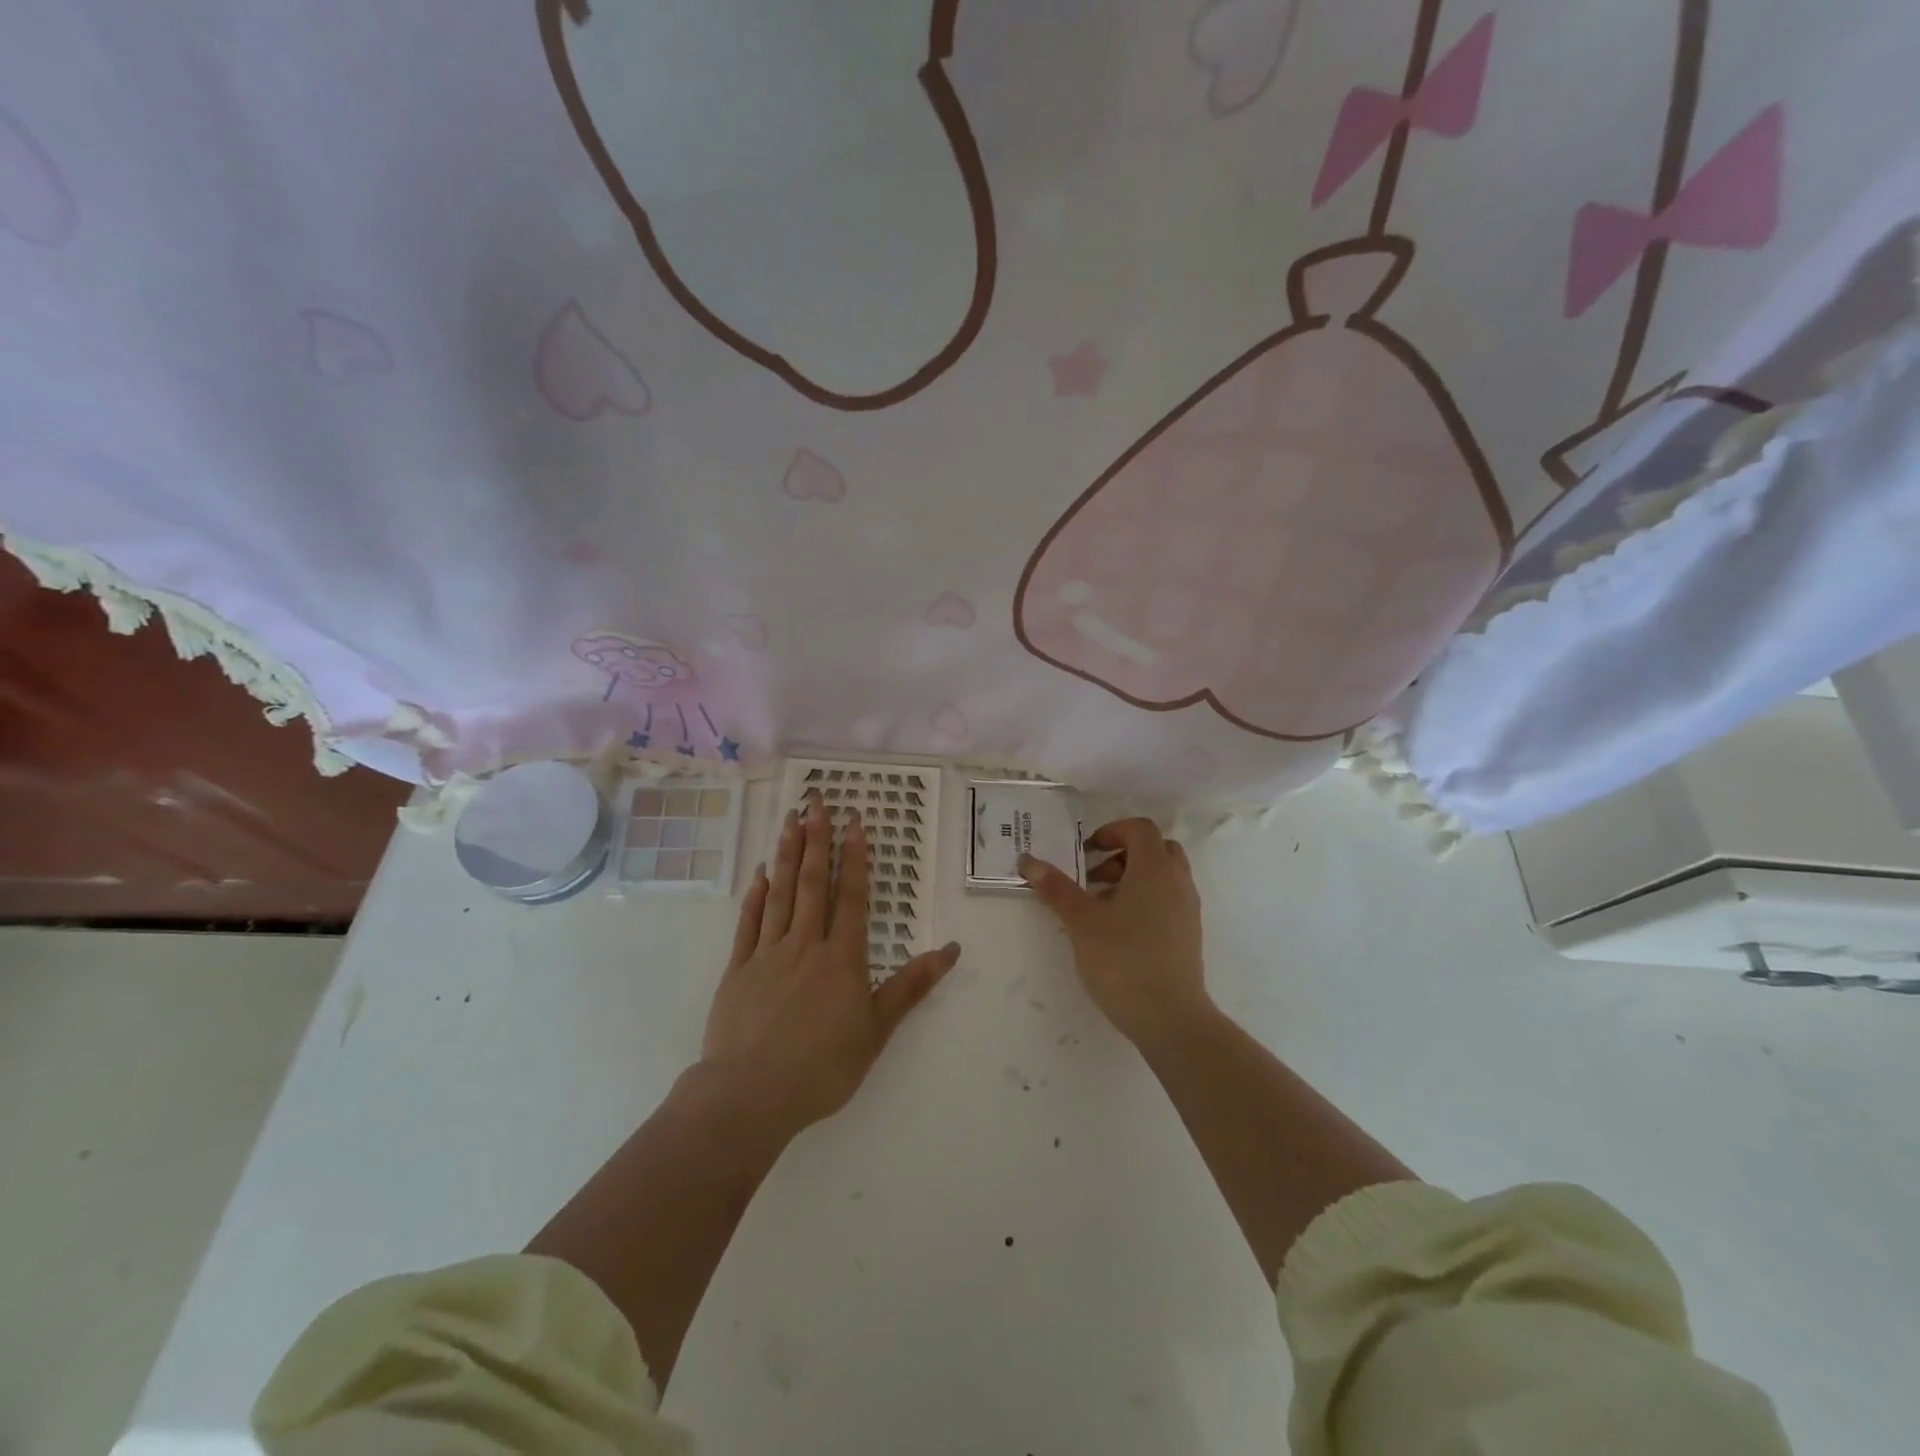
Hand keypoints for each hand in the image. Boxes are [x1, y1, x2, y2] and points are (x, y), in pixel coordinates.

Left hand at [699, 796, 959, 1143]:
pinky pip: (749, 923)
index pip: (851, 896)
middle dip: (817, 840)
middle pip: (813, 883)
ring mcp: (768, 953)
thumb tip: (952, 950)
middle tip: (817, 803)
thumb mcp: (876, 1030)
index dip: (855, 858)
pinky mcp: (738, 969)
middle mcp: (806, 944)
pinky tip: (760, 873)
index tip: (854, 823)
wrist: (750, 1095)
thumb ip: (911, 986)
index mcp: (842, 958)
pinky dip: (755, 895)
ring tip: (790, 820)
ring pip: (780, 893)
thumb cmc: (822, 1067)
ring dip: (786, 854)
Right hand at [1021, 818, 1212, 1049]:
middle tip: (1095, 878)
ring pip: (1163, 876)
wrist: (1169, 1017)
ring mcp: (1188, 909)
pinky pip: (1168, 900)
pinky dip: (1146, 900)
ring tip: (1102, 907)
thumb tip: (1028, 860)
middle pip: (1156, 849)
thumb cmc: (1123, 959)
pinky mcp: (1189, 935)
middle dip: (1123, 855)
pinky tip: (1120, 932)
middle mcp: (1178, 882)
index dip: (1111, 832)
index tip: (1086, 853)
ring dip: (1133, 879)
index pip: (1140, 829)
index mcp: (1155, 869)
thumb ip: (1056, 888)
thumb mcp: (1081, 921)